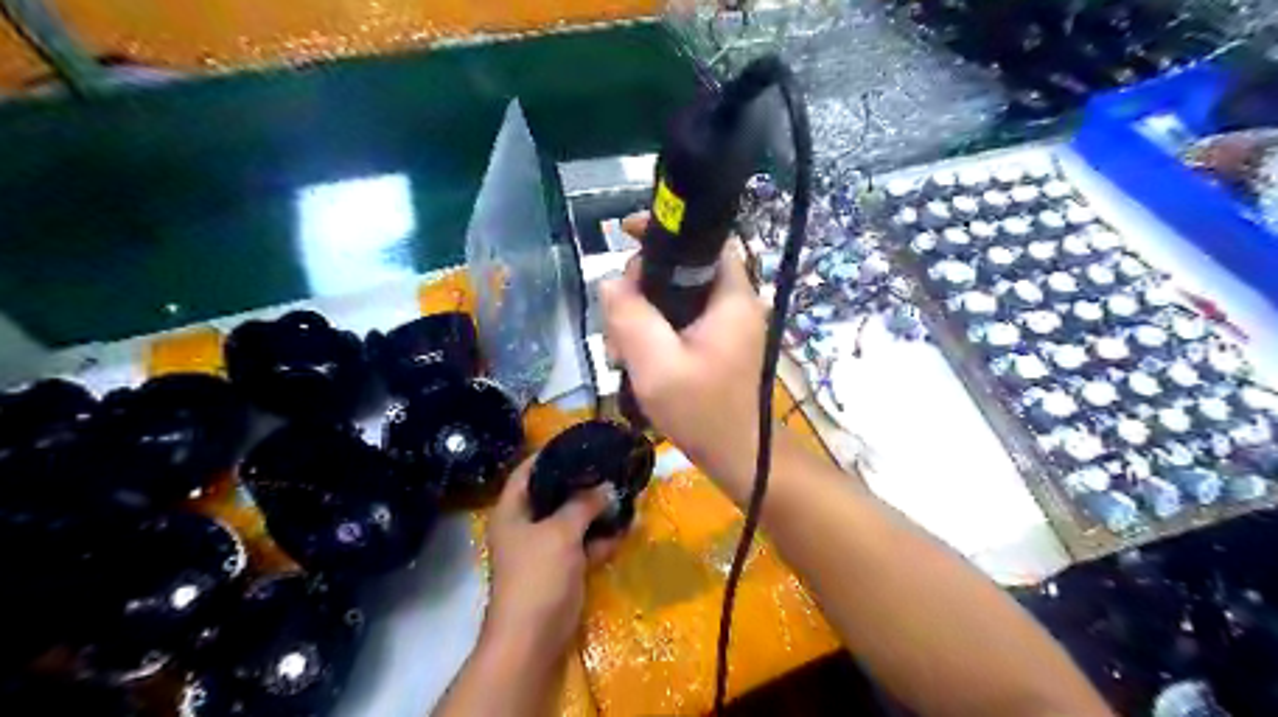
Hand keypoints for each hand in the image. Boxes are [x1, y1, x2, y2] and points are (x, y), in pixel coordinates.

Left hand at [481, 456, 621, 658]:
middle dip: (581, 484)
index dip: (549, 455)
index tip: (578, 442)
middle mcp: (525, 526)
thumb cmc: (537, 577)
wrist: (532, 640)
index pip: (527, 472)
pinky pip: (582, 545)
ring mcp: (543, 549)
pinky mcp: (561, 569)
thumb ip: (583, 504)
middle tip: (608, 467)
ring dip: (595, 512)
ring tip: (623, 493)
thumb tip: (605, 486)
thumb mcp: (561, 533)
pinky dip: (600, 539)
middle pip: (553, 495)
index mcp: (512, 512)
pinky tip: (625, 528)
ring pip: (571, 521)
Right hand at [602, 209, 768, 494]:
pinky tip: (633, 361)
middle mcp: (733, 304)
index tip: (625, 234)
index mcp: (731, 298)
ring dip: (641, 317)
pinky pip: (677, 324)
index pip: (704, 241)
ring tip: (619, 351)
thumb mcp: (657, 365)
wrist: (738, 458)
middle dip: (641, 288)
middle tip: (616, 324)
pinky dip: (653, 335)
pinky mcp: (714, 346)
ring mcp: (724, 327)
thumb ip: (631, 318)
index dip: (665, 232)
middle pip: (681, 271)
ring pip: (674, 299)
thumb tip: (611, 282)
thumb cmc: (704, 413)